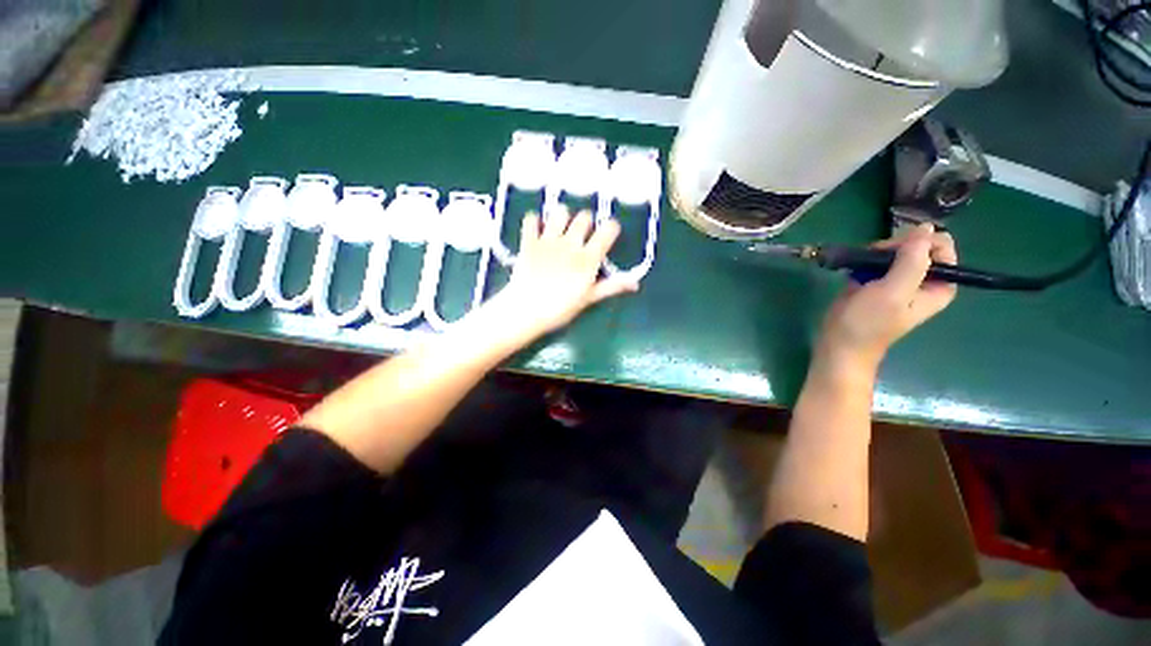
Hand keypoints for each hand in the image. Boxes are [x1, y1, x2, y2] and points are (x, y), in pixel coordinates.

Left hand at [493, 205, 638, 337]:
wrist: (526, 311)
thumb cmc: (560, 309)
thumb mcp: (589, 298)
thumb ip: (611, 287)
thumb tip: (635, 284)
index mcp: (588, 258)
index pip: (608, 230)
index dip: (610, 229)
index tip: (607, 235)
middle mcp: (570, 243)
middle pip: (584, 217)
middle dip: (586, 222)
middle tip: (582, 235)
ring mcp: (548, 240)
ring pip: (560, 212)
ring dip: (562, 218)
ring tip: (560, 230)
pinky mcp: (529, 241)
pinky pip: (531, 219)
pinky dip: (534, 221)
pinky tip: (537, 231)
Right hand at [816, 223, 957, 377]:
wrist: (839, 343)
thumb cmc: (869, 322)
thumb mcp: (894, 292)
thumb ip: (913, 261)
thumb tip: (925, 228)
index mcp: (939, 285)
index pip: (941, 247)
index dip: (918, 243)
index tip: (895, 252)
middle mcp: (923, 280)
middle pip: (917, 245)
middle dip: (894, 247)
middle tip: (873, 261)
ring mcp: (898, 280)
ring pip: (895, 250)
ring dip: (876, 253)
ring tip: (860, 266)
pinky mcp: (876, 281)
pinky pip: (877, 259)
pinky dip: (865, 259)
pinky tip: (853, 269)